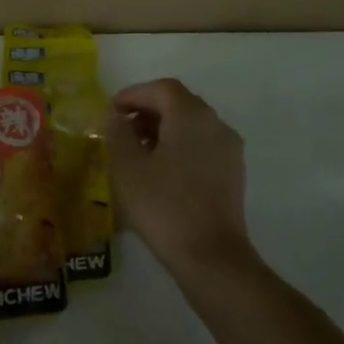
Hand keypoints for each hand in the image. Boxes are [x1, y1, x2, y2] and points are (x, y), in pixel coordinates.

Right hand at [105, 78, 252, 271]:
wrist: (210, 255)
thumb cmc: (163, 206)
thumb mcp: (127, 167)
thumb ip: (118, 133)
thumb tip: (117, 116)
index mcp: (191, 115)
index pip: (161, 88)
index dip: (134, 94)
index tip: (111, 111)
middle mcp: (215, 124)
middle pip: (179, 103)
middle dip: (148, 110)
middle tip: (121, 129)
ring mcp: (229, 149)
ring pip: (192, 125)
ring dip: (163, 129)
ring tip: (137, 152)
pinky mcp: (233, 173)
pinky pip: (202, 145)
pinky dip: (180, 146)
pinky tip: (161, 171)